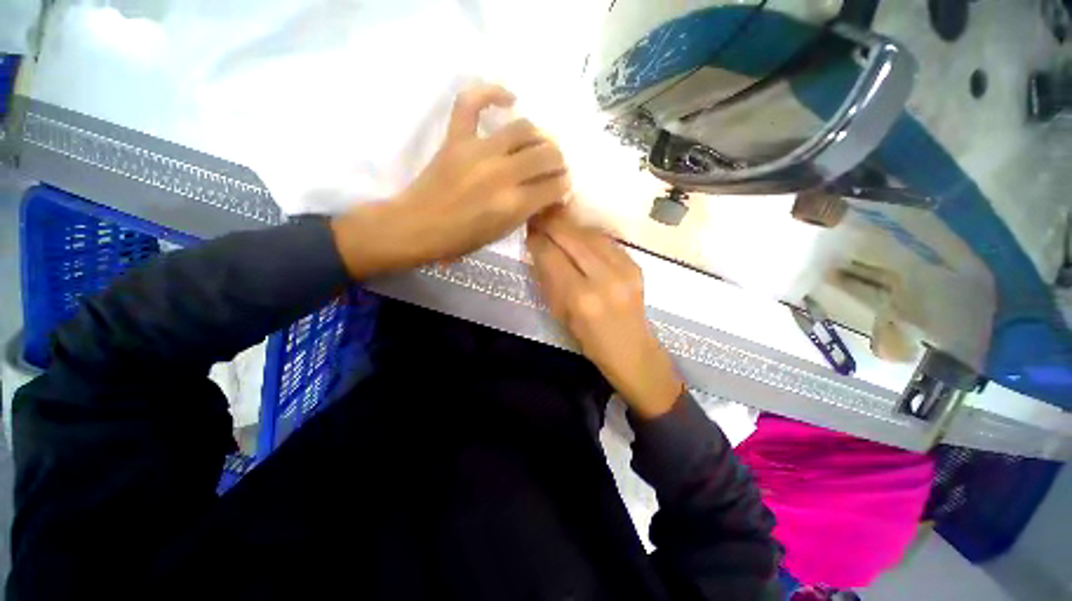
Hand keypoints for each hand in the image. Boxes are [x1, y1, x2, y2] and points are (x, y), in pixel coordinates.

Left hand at [332, 84, 570, 278]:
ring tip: (540, 145)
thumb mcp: (503, 232)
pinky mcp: (456, 138)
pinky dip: (491, 93)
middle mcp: (502, 174)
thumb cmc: (462, 239)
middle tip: (556, 167)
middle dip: (559, 162)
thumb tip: (548, 192)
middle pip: (546, 155)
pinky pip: (472, 102)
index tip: (562, 187)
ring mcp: (478, 151)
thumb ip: (528, 210)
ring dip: (540, 136)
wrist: (419, 227)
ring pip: (524, 129)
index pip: (554, 186)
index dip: (564, 186)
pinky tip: (509, 99)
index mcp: (514, 204)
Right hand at [526, 208, 684, 419]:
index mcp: (580, 298)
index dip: (537, 239)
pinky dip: (588, 234)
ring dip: (570, 224)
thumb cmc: (590, 341)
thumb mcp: (560, 315)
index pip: (552, 256)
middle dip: (552, 223)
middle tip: (538, 214)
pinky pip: (606, 240)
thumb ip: (549, 280)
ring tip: (555, 217)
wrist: (632, 350)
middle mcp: (604, 278)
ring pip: (590, 234)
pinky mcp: (635, 265)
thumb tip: (538, 249)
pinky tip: (578, 233)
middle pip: (572, 238)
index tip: (528, 230)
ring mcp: (624, 269)